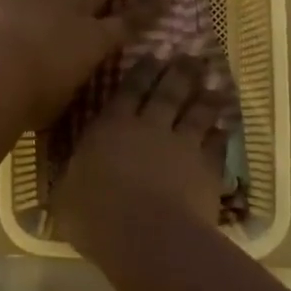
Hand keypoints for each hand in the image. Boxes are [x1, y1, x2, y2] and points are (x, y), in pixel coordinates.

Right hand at [52, 59, 232, 241]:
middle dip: (179, 72)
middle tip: (191, 57)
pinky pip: (217, 147)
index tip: (154, 54)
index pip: (127, 90)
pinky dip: (221, 136)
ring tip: (216, 85)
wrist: (148, 237)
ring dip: (207, 98)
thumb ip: (70, 180)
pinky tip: (225, 130)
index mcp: (111, 127)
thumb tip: (66, 178)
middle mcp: (149, 127)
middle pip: (168, 92)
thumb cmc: (95, 216)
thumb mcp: (65, 196)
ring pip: (198, 113)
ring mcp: (182, 146)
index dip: (141, 70)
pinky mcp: (207, 170)